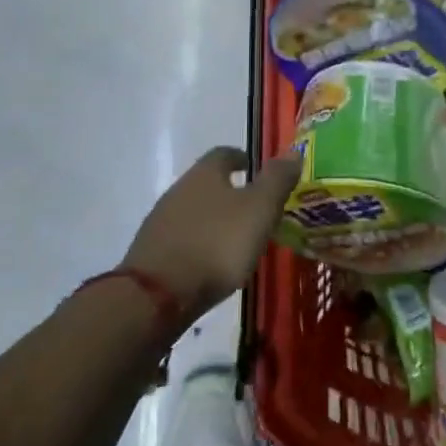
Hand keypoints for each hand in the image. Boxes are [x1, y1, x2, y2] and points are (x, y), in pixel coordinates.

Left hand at [122, 148, 300, 320]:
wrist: (158, 294)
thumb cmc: (217, 243)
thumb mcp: (259, 209)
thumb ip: (277, 180)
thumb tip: (293, 151)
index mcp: (205, 173)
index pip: (225, 153)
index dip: (242, 157)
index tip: (254, 168)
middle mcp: (179, 188)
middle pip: (207, 181)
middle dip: (229, 190)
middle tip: (253, 207)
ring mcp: (162, 220)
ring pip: (193, 210)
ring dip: (213, 218)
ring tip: (236, 237)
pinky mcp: (152, 251)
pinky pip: (182, 237)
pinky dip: (199, 242)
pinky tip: (210, 260)